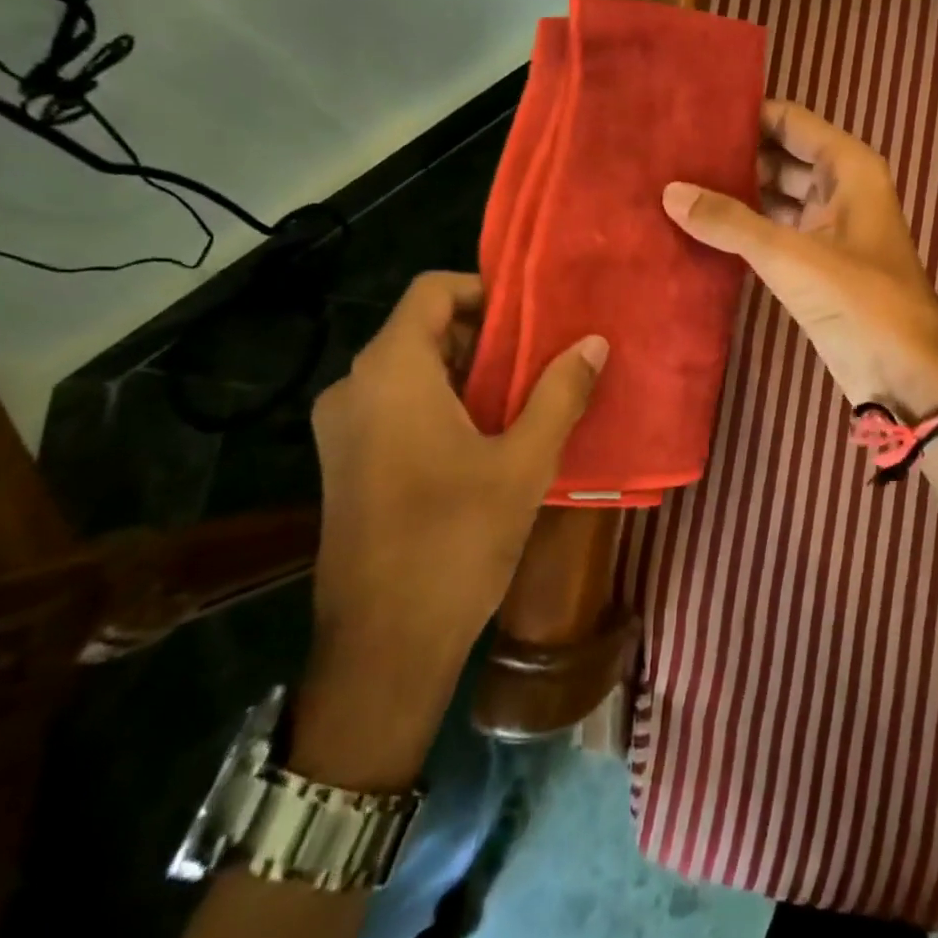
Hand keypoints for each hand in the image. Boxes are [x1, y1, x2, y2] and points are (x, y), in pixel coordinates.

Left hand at [291, 272, 606, 788]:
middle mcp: (354, 388)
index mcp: (391, 373)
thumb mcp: (525, 462)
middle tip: (544, 358)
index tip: (536, 315)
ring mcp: (343, 429)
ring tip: (528, 396)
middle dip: (487, 336)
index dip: (486, 290)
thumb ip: (560, 393)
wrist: (382, 647)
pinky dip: (443, 403)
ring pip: (412, 370)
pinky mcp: (346, 463)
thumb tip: (594, 342)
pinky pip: (398, 406)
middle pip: (424, 329)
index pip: (433, 291)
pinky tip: (489, 437)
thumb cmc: (455, 541)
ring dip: (470, 373)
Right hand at [663, 99, 937, 417]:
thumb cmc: (861, 299)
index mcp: (848, 168)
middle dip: (732, 156)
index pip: (790, 121)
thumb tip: (670, 192)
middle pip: (779, 156)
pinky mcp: (814, 264)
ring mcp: (827, 227)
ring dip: (735, 193)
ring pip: (774, 195)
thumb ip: (731, 223)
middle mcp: (839, 189)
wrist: (905, 372)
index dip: (745, 115)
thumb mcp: (792, 256)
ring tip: (676, 184)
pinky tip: (700, 227)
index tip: (691, 115)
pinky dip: (743, 228)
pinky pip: (773, 231)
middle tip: (672, 153)